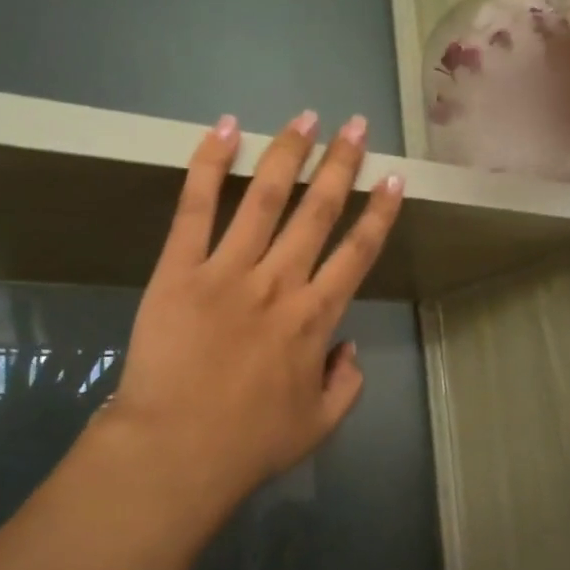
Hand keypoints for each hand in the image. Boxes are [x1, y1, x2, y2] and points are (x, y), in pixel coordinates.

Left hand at [106, 110, 404, 520]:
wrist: (175, 452)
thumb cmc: (249, 444)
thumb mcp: (319, 425)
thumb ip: (347, 384)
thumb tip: (349, 346)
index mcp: (316, 318)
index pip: (357, 252)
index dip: (379, 212)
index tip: (393, 177)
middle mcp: (279, 282)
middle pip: (318, 212)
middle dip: (341, 164)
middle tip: (356, 126)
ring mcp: (227, 270)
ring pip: (265, 198)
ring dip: (289, 153)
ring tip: (306, 118)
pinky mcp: (179, 270)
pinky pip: (195, 208)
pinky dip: (209, 165)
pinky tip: (225, 129)